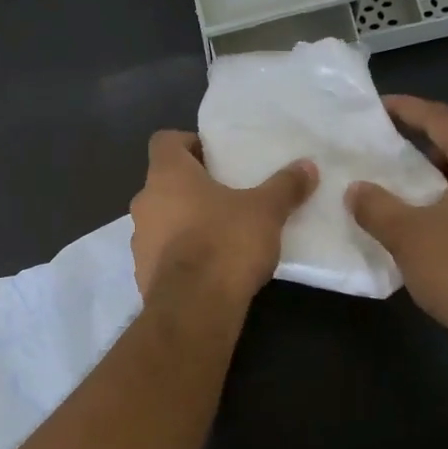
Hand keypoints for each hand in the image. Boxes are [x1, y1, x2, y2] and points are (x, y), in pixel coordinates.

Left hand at [129, 131, 316, 305]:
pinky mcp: (141, 271)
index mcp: (166, 174)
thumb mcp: (266, 211)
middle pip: (164, 181)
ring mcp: (139, 238)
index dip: (189, 143)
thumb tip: (308, 166)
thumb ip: (285, 186)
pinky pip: (161, 252)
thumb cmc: (225, 242)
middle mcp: (144, 201)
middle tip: (226, 194)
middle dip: (192, 186)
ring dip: (184, 221)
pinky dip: (180, 253)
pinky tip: (209, 266)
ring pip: (161, 218)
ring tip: (220, 232)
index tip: (216, 157)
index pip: (165, 141)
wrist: (194, 307)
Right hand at [345, 97, 447, 359]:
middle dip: (422, 140)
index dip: (409, 109)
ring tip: (402, 179)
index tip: (380, 106)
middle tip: (386, 143)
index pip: (443, 120)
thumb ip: (375, 205)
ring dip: (438, 171)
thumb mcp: (405, 234)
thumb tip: (356, 189)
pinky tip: (429, 214)